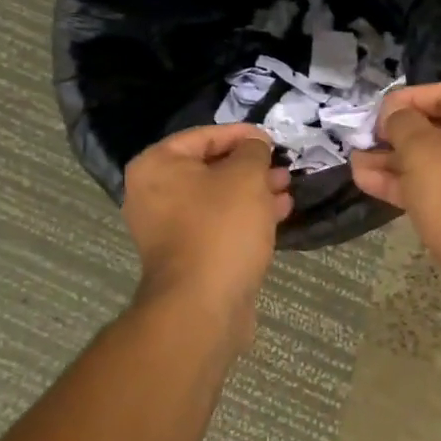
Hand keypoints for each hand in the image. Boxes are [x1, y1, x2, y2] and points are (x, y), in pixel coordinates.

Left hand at [122, 124, 292, 348]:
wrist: (202, 306)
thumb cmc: (221, 227)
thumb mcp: (246, 176)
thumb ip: (252, 150)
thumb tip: (254, 145)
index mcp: (157, 165)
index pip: (205, 135)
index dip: (242, 135)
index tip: (273, 140)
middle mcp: (154, 194)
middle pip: (210, 167)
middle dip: (250, 167)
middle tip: (282, 167)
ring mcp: (167, 228)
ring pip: (218, 198)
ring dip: (253, 192)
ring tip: (286, 189)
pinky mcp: (187, 255)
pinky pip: (218, 224)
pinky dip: (245, 217)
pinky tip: (278, 214)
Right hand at [351, 82, 440, 331]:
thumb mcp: (422, 149)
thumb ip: (402, 123)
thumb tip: (395, 117)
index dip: (409, 97)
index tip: (377, 111)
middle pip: (440, 129)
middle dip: (397, 134)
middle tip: (364, 138)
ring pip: (434, 163)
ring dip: (394, 161)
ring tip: (355, 161)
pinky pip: (437, 189)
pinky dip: (406, 184)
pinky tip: (367, 181)